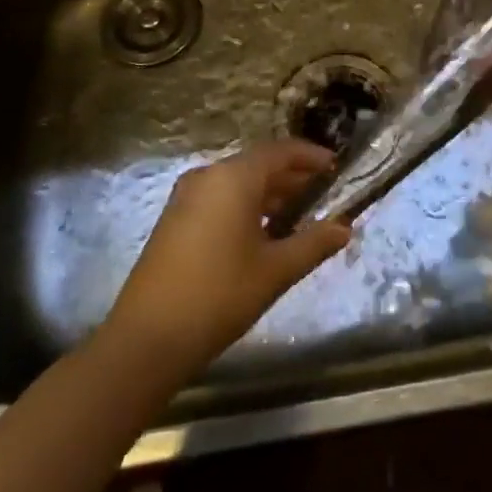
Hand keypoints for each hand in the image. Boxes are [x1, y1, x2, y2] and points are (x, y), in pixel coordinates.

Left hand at [105, 139, 350, 374]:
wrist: (146, 339)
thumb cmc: (218, 295)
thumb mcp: (275, 270)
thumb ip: (313, 243)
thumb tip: (345, 228)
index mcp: (233, 177)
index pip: (281, 151)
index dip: (311, 157)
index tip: (336, 167)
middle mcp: (208, 176)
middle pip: (258, 165)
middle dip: (292, 177)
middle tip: (323, 194)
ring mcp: (186, 197)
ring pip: (237, 183)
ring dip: (268, 194)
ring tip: (299, 215)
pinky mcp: (174, 219)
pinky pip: (219, 198)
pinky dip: (245, 206)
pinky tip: (261, 233)